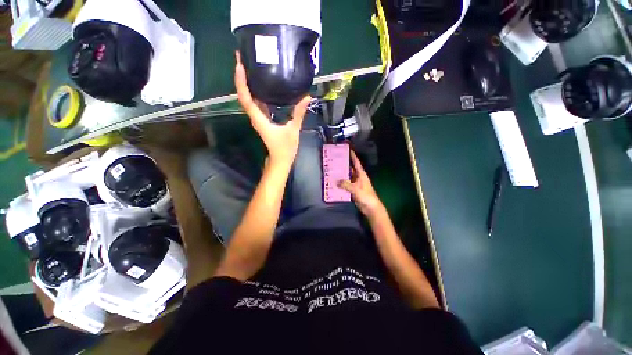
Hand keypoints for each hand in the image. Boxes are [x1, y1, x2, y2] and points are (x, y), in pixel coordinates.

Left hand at [234, 52, 311, 166]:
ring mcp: (258, 118)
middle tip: (242, 57)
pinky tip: (262, 83)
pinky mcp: (263, 119)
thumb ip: (299, 113)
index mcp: (259, 119)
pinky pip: (256, 103)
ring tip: (249, 66)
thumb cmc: (285, 148)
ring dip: (247, 83)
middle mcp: (255, 116)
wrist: (280, 160)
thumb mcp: (293, 130)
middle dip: (241, 77)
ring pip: (249, 98)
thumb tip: (307, 96)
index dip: (241, 81)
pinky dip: (256, 92)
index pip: (246, 98)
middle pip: (244, 95)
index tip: (239, 64)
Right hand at [338, 150, 384, 216]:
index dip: (353, 156)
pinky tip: (335, 183)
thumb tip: (337, 181)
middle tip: (335, 161)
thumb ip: (346, 184)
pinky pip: (346, 185)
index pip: (357, 163)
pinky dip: (341, 184)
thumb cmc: (366, 196)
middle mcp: (358, 178)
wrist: (370, 207)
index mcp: (361, 175)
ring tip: (333, 171)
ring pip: (347, 177)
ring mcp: (356, 184)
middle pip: (350, 169)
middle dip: (344, 165)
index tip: (349, 150)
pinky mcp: (353, 190)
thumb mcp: (356, 189)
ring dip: (342, 175)